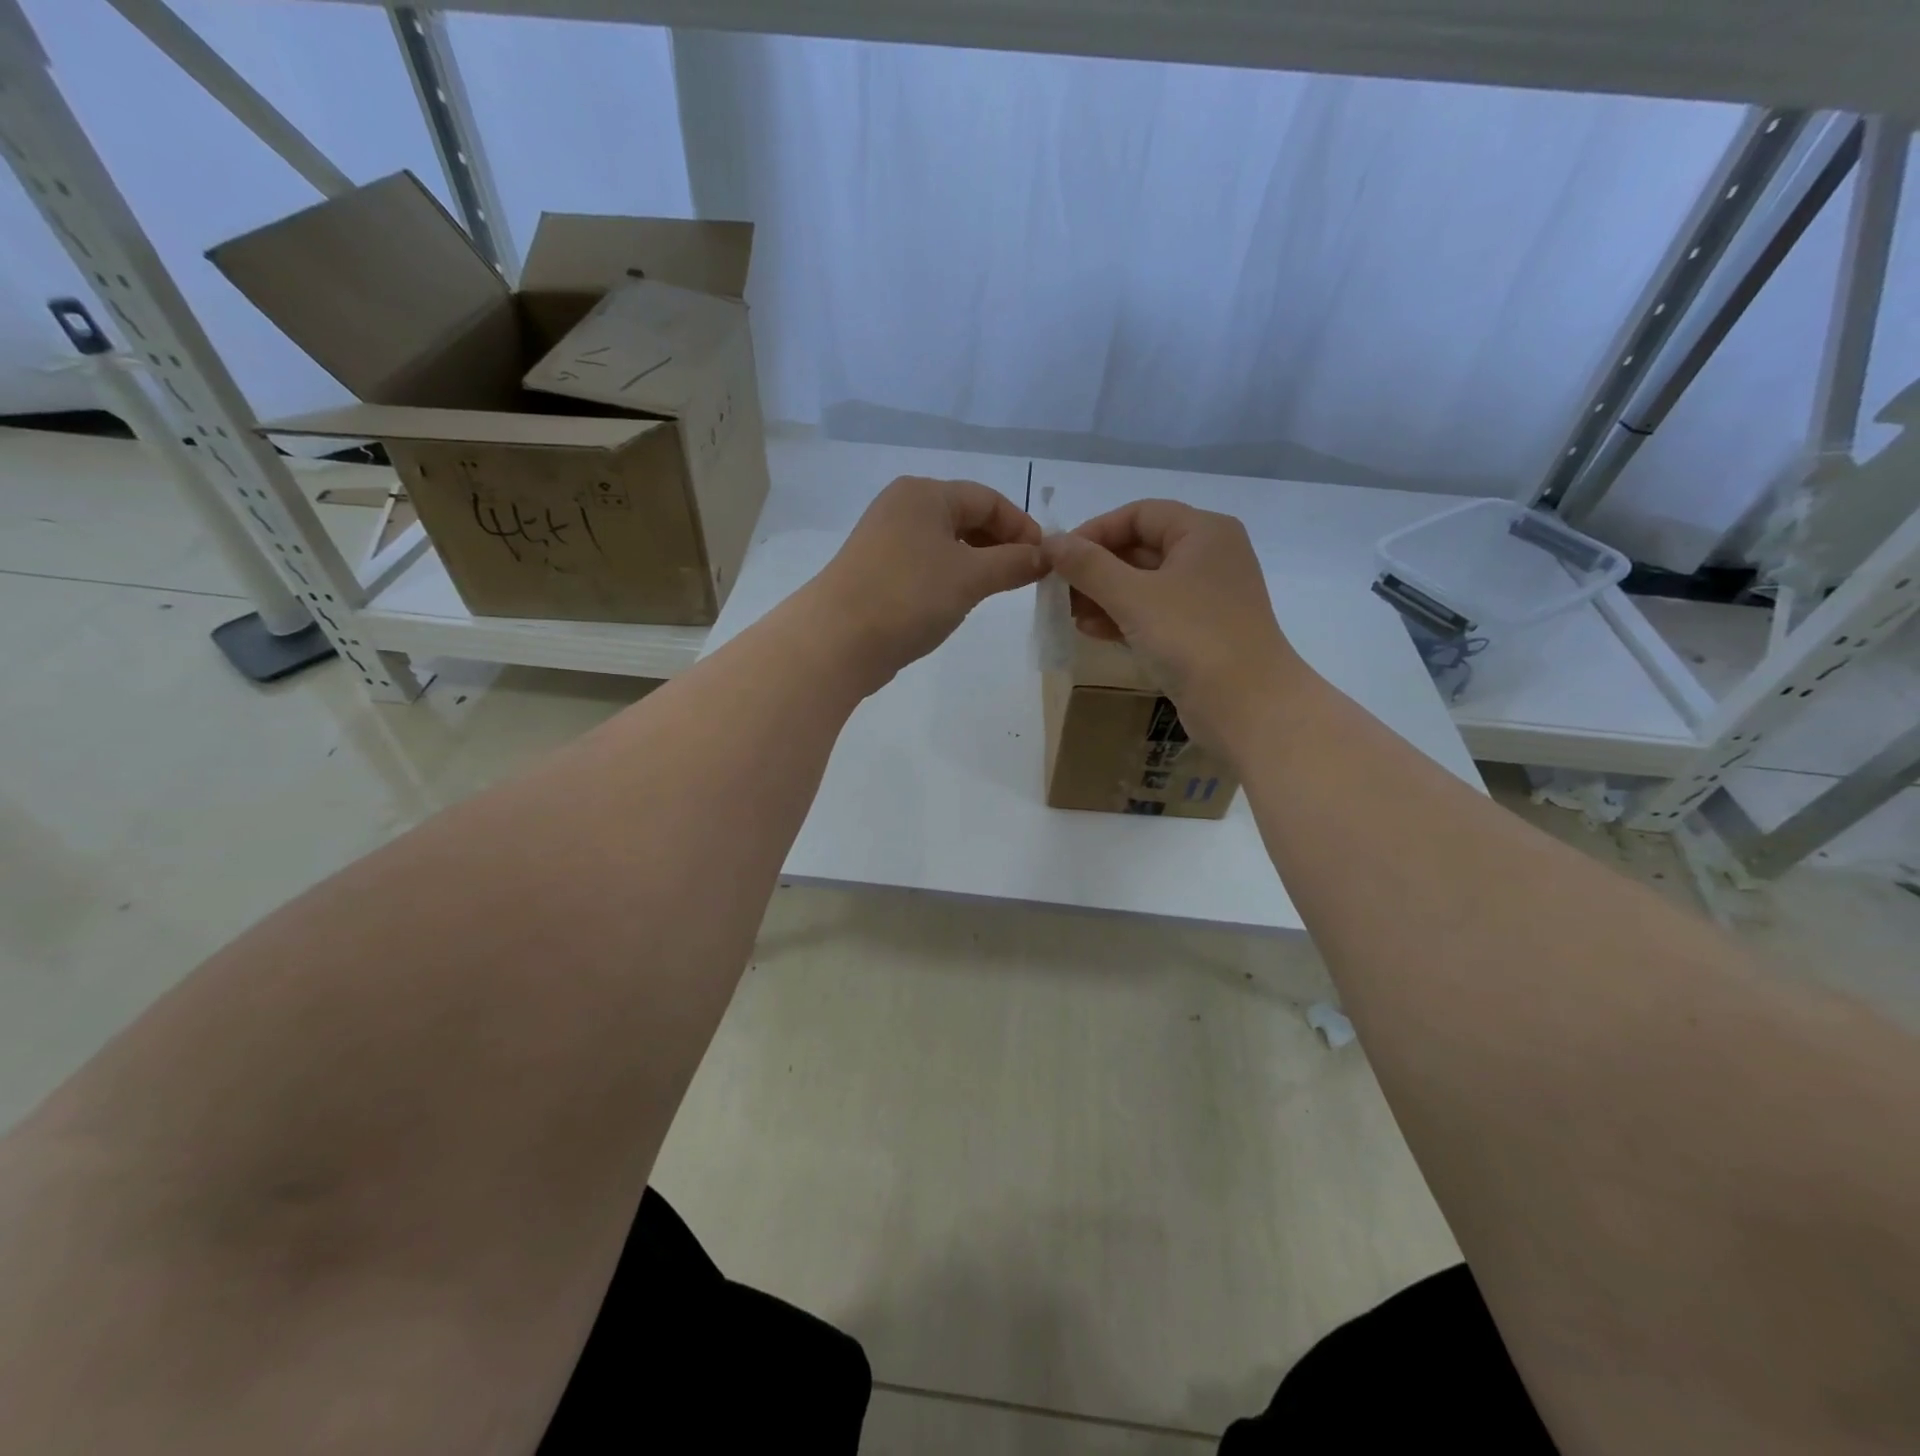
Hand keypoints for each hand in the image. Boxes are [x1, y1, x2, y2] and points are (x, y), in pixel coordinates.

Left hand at [808, 476, 1045, 689]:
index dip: (1022, 526)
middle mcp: (903, 507)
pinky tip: (960, 600)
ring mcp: (885, 540)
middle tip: (1025, 577)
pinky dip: (951, 577)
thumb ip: (1013, 563)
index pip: (988, 498)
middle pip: (966, 517)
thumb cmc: (909, 596)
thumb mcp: (971, 577)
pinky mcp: (877, 571)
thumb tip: (1044, 557)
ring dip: (977, 562)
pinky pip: (926, 565)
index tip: (1045, 560)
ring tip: (998, 590)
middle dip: (1000, 544)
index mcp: (925, 493)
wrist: (837, 640)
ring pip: (946, 543)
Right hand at [1041, 499, 1309, 748]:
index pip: (1139, 514)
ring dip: (1104, 596)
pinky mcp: (1201, 633)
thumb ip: (1088, 566)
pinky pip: (1154, 614)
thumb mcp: (1133, 597)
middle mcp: (1209, 557)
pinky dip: (1123, 618)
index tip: (1058, 558)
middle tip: (1058, 591)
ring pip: (1144, 585)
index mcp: (1203, 532)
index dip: (1095, 531)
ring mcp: (1207, 597)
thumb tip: (1050, 541)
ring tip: (1069, 615)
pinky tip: (1092, 632)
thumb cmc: (1192, 638)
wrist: (1248, 707)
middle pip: (1141, 548)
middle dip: (1096, 569)